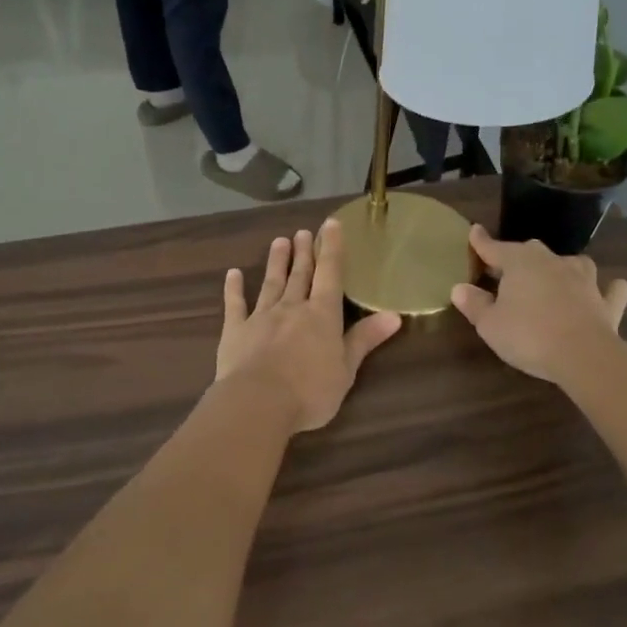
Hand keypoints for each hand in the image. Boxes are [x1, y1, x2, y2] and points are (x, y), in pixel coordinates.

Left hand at [215, 220, 402, 432]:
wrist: (258, 403)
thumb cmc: (310, 391)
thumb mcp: (346, 369)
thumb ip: (365, 339)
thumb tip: (394, 316)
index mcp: (322, 315)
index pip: (330, 274)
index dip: (332, 248)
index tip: (330, 224)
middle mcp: (292, 308)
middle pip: (300, 275)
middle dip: (304, 252)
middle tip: (303, 231)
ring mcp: (261, 317)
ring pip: (271, 283)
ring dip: (276, 262)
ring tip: (279, 241)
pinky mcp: (235, 331)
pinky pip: (235, 305)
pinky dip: (234, 289)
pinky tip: (233, 274)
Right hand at [450, 225, 626, 383]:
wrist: (582, 355)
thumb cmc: (528, 335)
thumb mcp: (489, 324)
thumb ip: (474, 304)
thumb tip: (460, 288)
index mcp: (520, 262)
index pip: (495, 248)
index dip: (482, 242)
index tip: (475, 231)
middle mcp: (553, 262)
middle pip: (532, 252)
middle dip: (519, 258)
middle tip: (508, 270)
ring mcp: (585, 279)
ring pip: (573, 263)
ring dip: (563, 268)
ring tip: (556, 277)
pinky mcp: (606, 302)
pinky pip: (610, 290)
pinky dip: (607, 290)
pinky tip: (605, 293)